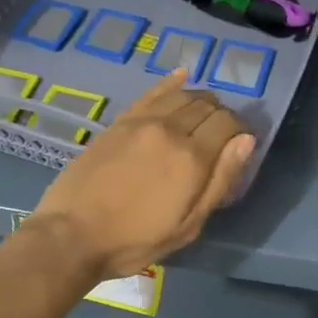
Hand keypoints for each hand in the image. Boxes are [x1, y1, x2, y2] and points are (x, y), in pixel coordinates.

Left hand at [24, 69, 255, 280]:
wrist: (72, 235)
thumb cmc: (135, 240)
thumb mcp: (188, 226)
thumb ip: (220, 181)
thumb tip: (245, 141)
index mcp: (192, 157)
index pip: (228, 124)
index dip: (240, 131)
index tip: (239, 145)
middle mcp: (170, 129)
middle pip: (207, 106)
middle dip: (221, 116)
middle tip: (220, 136)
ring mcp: (142, 121)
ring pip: (182, 95)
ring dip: (199, 100)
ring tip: (202, 114)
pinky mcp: (120, 121)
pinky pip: (152, 92)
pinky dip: (171, 83)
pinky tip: (181, 77)